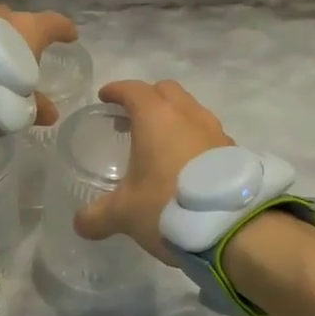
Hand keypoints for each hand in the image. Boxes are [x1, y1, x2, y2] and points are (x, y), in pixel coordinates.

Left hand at [0, 0, 77, 123]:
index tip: (70, 35)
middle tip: (19, 48)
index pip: (55, 23)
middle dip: (20, 31)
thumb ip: (38, 106)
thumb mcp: (23, 105)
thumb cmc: (0, 88)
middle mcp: (5, 14)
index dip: (64, 29)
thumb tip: (52, 115)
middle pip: (18, 18)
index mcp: (31, 28)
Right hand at [73, 79, 233, 263]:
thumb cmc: (168, 205)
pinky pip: (208, 133)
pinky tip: (187, 165)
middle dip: (148, 98)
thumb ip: (97, 216)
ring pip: (191, 110)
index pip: (133, 90)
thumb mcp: (124, 214)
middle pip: (166, 91)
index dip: (116, 90)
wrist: (234, 225)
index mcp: (156, 117)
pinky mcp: (234, 150)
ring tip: (160, 143)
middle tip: (132, 119)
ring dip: (174, 118)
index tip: (105, 97)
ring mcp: (215, 130)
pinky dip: (194, 139)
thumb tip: (80, 224)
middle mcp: (188, 114)